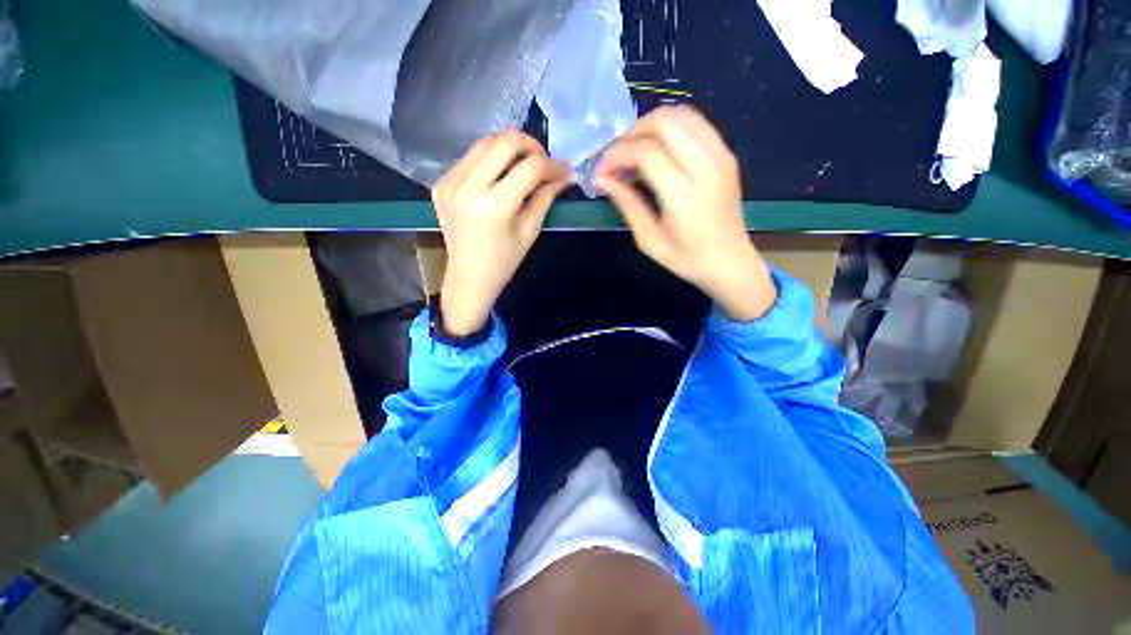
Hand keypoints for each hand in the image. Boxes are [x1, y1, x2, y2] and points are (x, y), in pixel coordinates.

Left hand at [433, 131, 571, 335]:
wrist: (468, 277)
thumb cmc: (504, 262)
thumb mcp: (530, 231)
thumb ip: (546, 197)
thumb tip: (566, 175)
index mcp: (493, 206)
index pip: (530, 168)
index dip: (553, 165)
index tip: (565, 170)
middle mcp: (468, 186)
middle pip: (505, 141)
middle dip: (532, 146)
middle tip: (543, 162)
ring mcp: (450, 182)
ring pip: (485, 142)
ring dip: (510, 149)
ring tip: (524, 166)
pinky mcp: (441, 182)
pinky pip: (470, 157)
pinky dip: (490, 160)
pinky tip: (499, 176)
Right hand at [594, 106, 775, 321]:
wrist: (730, 262)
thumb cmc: (687, 259)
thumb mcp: (649, 240)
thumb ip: (627, 204)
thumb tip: (602, 179)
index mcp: (684, 194)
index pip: (646, 152)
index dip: (617, 154)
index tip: (601, 170)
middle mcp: (706, 165)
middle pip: (665, 121)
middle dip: (632, 133)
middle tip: (617, 157)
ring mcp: (721, 155)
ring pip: (682, 114)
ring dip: (651, 126)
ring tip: (635, 151)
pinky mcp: (726, 154)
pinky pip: (696, 123)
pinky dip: (671, 128)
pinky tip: (659, 150)